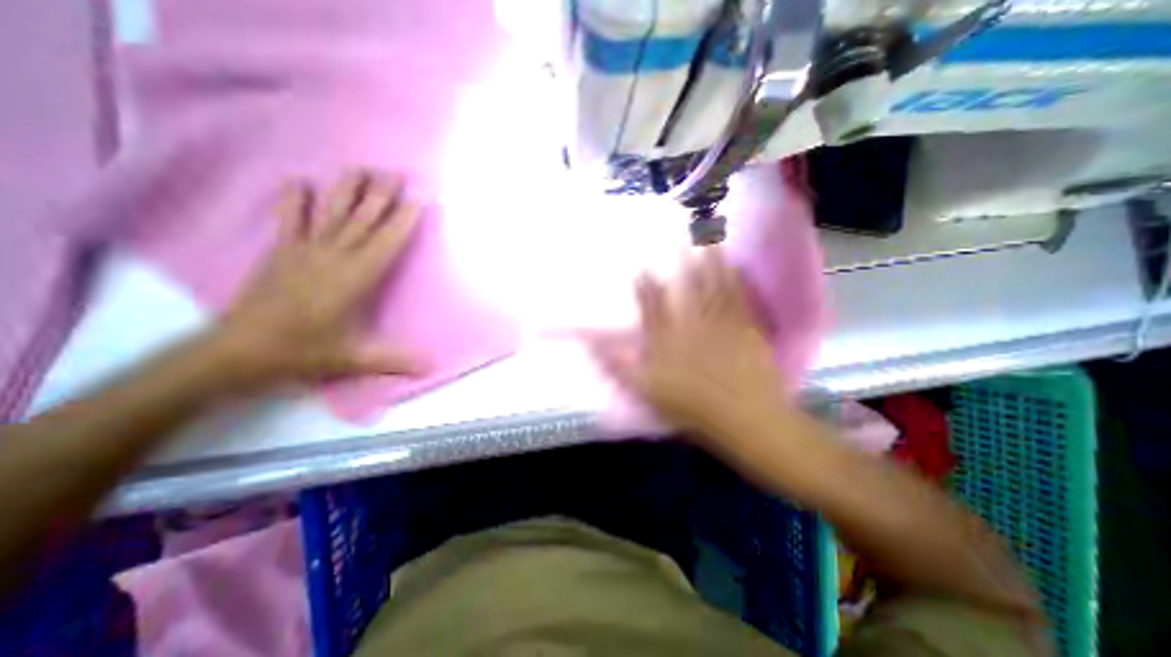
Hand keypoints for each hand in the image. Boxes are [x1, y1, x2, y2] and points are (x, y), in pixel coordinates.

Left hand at [209, 166, 427, 389]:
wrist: (238, 350)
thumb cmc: (304, 351)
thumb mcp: (356, 358)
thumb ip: (396, 359)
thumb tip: (432, 366)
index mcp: (356, 277)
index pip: (387, 241)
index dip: (404, 219)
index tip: (418, 198)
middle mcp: (334, 256)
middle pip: (362, 219)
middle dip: (382, 195)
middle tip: (396, 173)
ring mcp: (305, 251)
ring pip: (332, 213)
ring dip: (348, 189)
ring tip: (362, 169)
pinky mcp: (282, 252)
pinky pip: (290, 220)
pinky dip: (293, 200)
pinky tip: (299, 181)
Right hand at [584, 249, 784, 438]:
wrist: (743, 418)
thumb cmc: (691, 407)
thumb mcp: (645, 390)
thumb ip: (618, 365)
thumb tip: (591, 344)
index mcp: (669, 340)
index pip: (652, 308)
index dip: (646, 287)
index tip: (642, 268)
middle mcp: (692, 325)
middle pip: (686, 290)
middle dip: (683, 263)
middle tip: (682, 237)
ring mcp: (721, 324)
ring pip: (713, 287)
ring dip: (710, 262)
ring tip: (709, 239)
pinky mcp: (746, 329)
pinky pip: (739, 298)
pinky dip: (737, 280)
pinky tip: (736, 265)